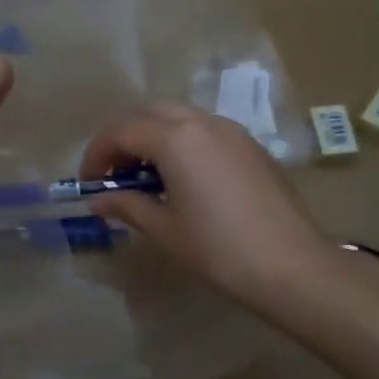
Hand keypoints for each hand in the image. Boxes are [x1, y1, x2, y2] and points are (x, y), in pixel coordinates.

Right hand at [79, 104, 338, 316]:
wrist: (291, 265)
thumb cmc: (218, 249)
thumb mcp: (165, 229)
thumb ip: (127, 206)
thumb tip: (98, 201)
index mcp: (176, 138)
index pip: (122, 132)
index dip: (97, 155)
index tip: (87, 183)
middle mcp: (204, 123)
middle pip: (151, 113)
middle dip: (125, 137)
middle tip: (114, 173)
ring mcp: (233, 131)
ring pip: (181, 117)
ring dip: (155, 137)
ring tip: (147, 177)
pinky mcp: (252, 146)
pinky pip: (206, 131)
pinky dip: (183, 143)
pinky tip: (183, 179)